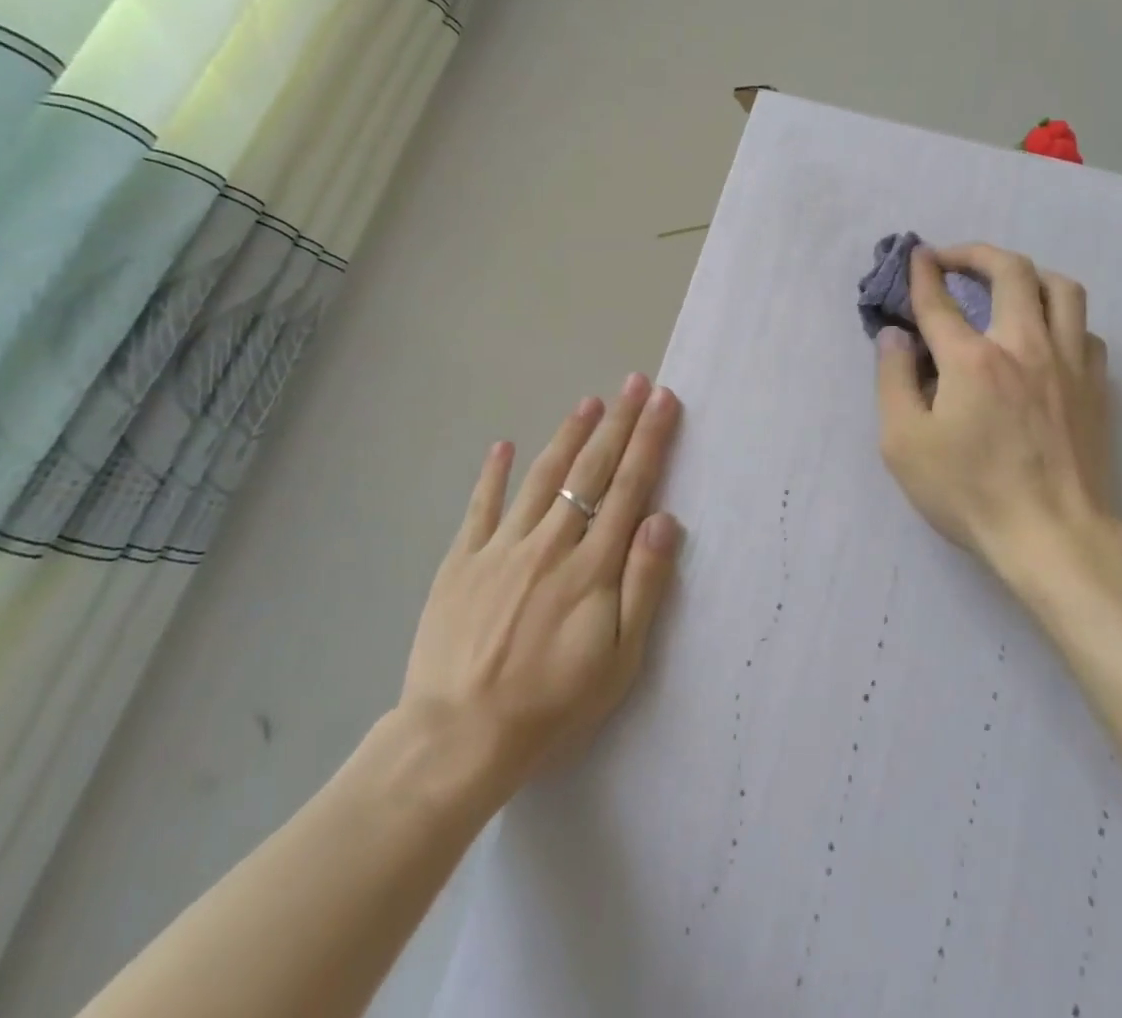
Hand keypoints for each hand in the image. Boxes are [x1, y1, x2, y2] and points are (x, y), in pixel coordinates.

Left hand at [397, 375, 683, 808]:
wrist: (457, 738)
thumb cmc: (551, 705)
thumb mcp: (618, 661)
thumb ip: (644, 585)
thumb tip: (663, 519)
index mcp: (592, 567)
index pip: (629, 488)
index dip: (649, 441)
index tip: (663, 402)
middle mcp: (551, 543)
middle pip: (591, 471)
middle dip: (618, 422)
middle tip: (635, 382)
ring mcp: (502, 547)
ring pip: (542, 477)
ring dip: (569, 435)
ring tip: (590, 401)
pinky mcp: (462, 560)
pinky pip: (481, 506)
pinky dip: (493, 474)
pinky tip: (504, 445)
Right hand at [875, 243, 1116, 589]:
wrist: (1054, 536)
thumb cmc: (969, 492)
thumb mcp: (903, 443)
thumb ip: (893, 380)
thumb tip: (895, 336)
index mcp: (972, 359)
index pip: (939, 299)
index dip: (923, 271)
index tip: (916, 255)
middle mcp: (1023, 345)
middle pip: (1010, 270)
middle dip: (976, 253)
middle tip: (954, 260)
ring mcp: (1068, 362)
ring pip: (1061, 288)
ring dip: (1028, 274)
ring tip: (1006, 286)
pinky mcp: (1096, 385)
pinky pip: (1084, 328)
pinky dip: (1061, 318)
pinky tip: (1045, 336)